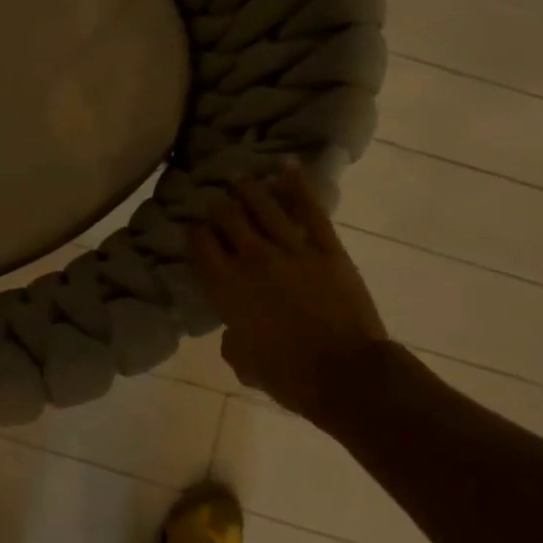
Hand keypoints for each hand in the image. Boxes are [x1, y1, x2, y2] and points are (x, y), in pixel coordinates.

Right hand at [189, 160, 388, 412]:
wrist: (346, 375)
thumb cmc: (288, 376)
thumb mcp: (243, 362)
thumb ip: (231, 338)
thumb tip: (235, 329)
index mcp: (226, 286)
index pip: (200, 243)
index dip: (196, 233)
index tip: (196, 231)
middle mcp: (252, 258)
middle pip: (227, 216)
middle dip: (219, 208)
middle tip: (218, 205)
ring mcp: (291, 248)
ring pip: (263, 204)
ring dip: (248, 188)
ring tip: (240, 178)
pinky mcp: (326, 247)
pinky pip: (309, 209)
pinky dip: (297, 184)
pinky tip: (286, 166)